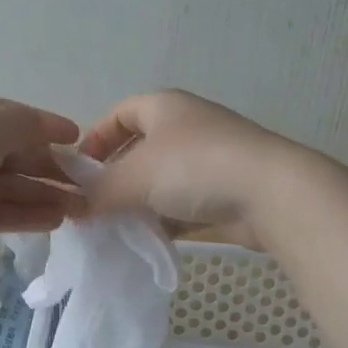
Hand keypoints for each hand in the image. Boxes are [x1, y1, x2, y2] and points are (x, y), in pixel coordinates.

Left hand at [0, 94, 81, 264]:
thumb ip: (25, 123)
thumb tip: (54, 129)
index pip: (7, 114)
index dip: (44, 125)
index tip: (78, 140)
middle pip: (9, 152)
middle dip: (48, 166)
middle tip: (84, 183)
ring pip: (5, 185)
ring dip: (42, 194)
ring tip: (79, 208)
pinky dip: (24, 214)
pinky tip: (55, 221)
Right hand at [80, 89, 314, 230]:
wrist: (271, 193)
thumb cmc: (194, 168)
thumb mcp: (133, 177)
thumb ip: (99, 192)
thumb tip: (77, 208)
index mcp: (164, 106)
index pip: (120, 113)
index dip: (96, 139)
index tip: (79, 172)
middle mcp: (188, 126)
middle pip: (141, 149)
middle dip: (116, 178)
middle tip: (95, 207)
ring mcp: (212, 160)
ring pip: (164, 181)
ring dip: (141, 203)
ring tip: (119, 229)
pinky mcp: (227, 192)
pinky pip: (186, 204)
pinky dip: (167, 220)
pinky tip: (151, 241)